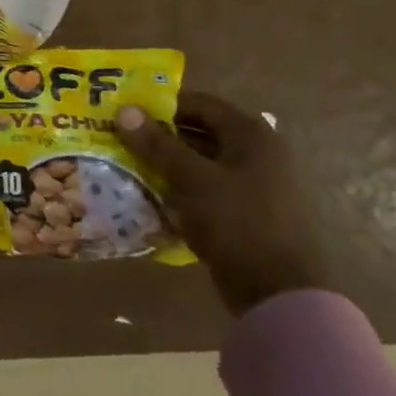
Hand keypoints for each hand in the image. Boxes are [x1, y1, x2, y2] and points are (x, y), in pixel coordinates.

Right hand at [114, 91, 328, 315]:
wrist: (278, 292)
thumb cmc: (237, 223)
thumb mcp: (191, 179)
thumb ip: (157, 144)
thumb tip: (124, 110)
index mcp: (251, 135)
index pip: (198, 103)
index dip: (159, 104)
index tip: (123, 112)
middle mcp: (255, 153)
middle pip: (197, 132)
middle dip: (157, 135)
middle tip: (116, 138)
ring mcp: (252, 184)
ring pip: (197, 162)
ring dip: (163, 163)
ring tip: (124, 164)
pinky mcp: (243, 212)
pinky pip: (202, 188)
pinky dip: (176, 188)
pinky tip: (147, 195)